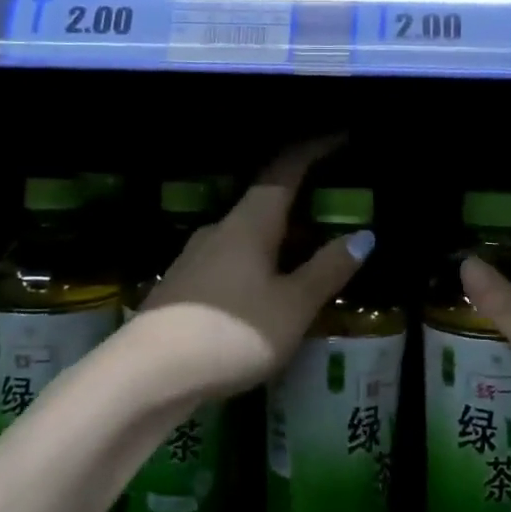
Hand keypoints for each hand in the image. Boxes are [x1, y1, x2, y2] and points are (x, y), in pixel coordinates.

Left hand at [131, 138, 371, 401]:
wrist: (147, 375)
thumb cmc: (231, 333)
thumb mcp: (293, 306)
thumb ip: (327, 270)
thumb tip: (363, 236)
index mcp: (250, 222)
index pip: (286, 169)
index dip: (315, 149)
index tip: (341, 136)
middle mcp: (221, 228)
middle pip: (267, 200)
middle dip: (302, 199)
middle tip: (335, 207)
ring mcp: (196, 256)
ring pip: (249, 232)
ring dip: (281, 234)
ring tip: (309, 253)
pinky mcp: (184, 285)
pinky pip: (233, 258)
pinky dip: (261, 260)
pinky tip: (270, 289)